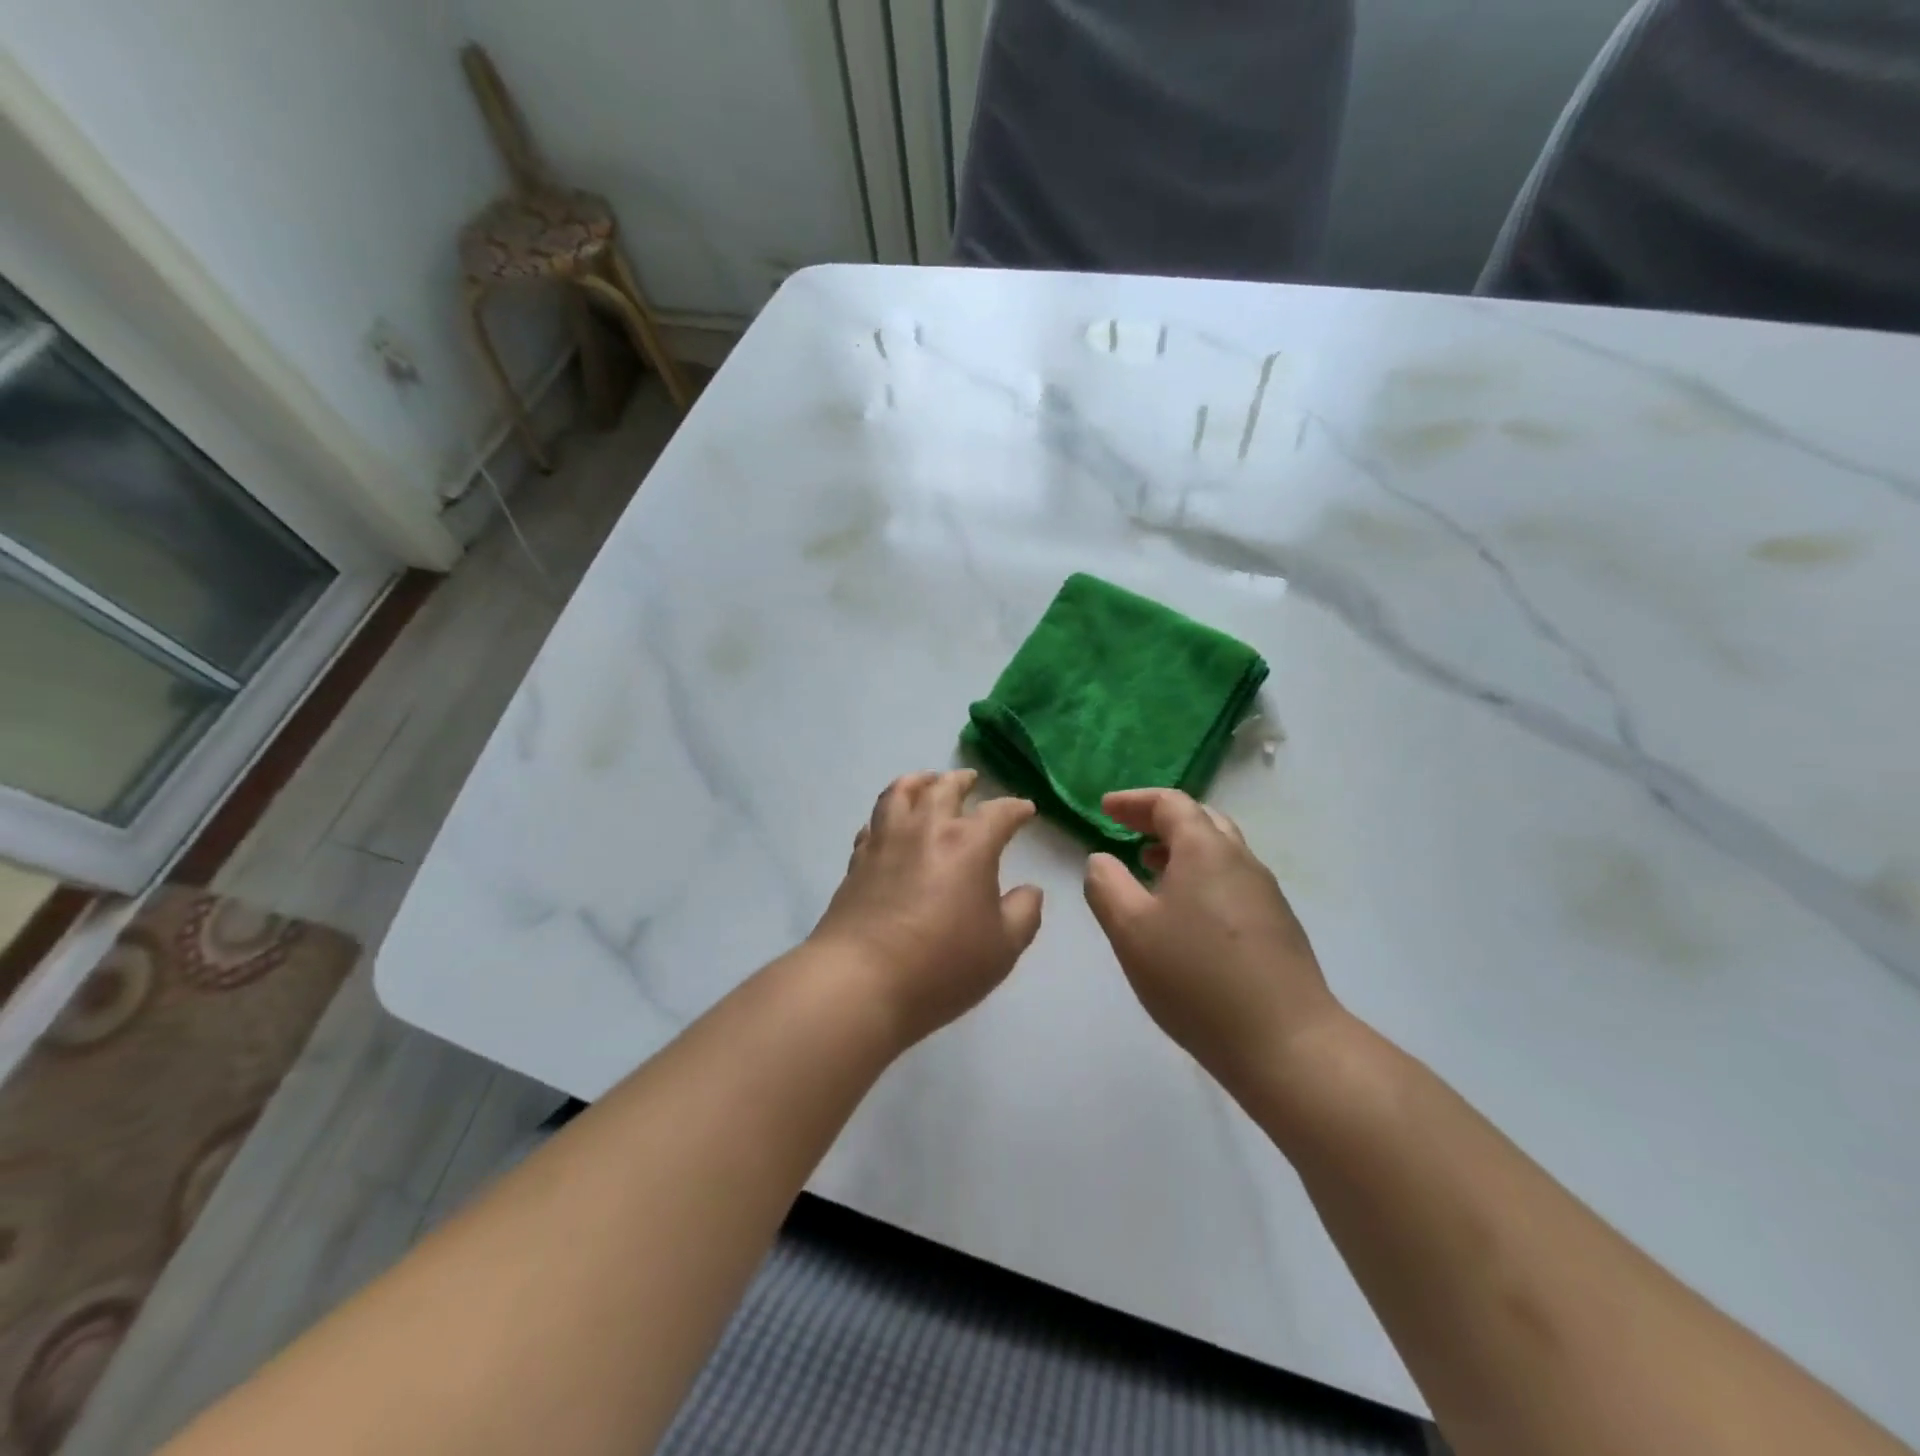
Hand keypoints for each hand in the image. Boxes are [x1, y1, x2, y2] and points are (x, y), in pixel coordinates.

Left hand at [810, 769, 1043, 1045]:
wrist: (860, 981)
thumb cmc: (942, 965)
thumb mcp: (1002, 948)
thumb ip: (1024, 913)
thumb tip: (1030, 890)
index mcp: (968, 844)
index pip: (998, 813)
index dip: (1015, 808)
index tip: (1025, 810)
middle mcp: (925, 829)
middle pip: (943, 788)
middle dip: (961, 780)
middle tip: (970, 780)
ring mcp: (886, 841)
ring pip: (900, 793)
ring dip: (918, 781)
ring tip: (926, 782)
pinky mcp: (857, 861)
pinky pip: (873, 823)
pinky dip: (887, 815)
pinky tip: (890, 825)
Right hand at [1082, 788, 1342, 1092]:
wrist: (1286, 1042)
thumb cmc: (1196, 978)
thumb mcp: (1130, 930)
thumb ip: (1106, 886)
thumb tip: (1101, 860)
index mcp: (1206, 850)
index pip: (1170, 803)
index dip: (1134, 801)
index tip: (1105, 809)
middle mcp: (1241, 861)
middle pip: (1201, 820)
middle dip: (1159, 821)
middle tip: (1127, 832)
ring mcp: (1266, 894)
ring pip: (1219, 853)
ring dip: (1181, 851)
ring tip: (1150, 870)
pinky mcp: (1278, 927)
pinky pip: (1231, 882)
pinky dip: (1201, 878)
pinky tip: (1185, 915)